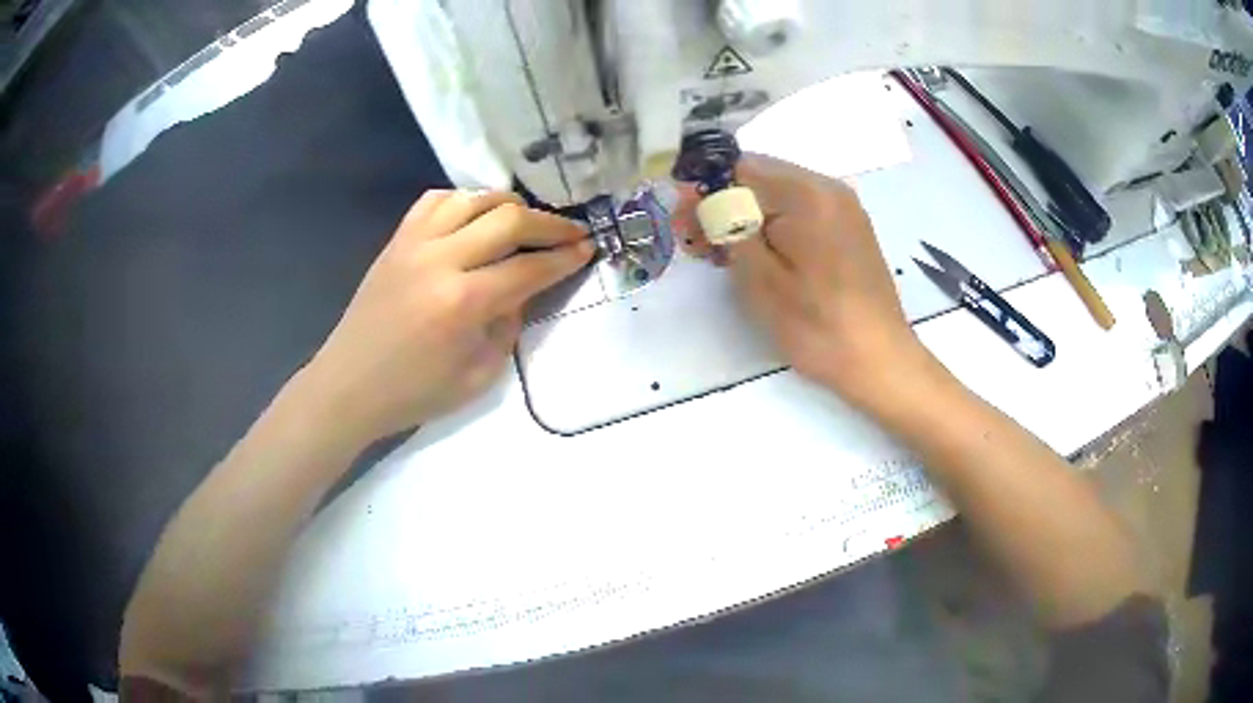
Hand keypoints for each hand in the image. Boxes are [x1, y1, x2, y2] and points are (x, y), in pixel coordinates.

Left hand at [304, 190, 592, 443]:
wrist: (350, 384)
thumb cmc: (415, 392)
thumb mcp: (479, 375)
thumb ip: (509, 325)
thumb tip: (523, 288)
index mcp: (463, 303)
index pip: (529, 267)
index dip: (565, 257)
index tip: (589, 248)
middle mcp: (440, 259)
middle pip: (508, 219)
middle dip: (550, 224)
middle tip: (572, 232)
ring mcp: (414, 243)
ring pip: (474, 198)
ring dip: (509, 204)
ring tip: (526, 221)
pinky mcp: (397, 239)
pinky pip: (435, 201)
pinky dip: (464, 200)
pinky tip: (475, 217)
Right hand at [675, 154, 934, 410]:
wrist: (880, 361)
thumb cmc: (818, 326)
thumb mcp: (760, 279)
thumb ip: (727, 228)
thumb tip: (701, 196)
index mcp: (807, 193)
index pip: (739, 168)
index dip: (704, 190)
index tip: (684, 223)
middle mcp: (828, 188)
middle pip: (760, 178)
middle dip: (723, 205)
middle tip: (698, 245)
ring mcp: (843, 208)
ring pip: (779, 196)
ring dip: (747, 218)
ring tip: (724, 256)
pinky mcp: (849, 229)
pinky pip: (800, 212)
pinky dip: (774, 227)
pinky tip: (760, 257)